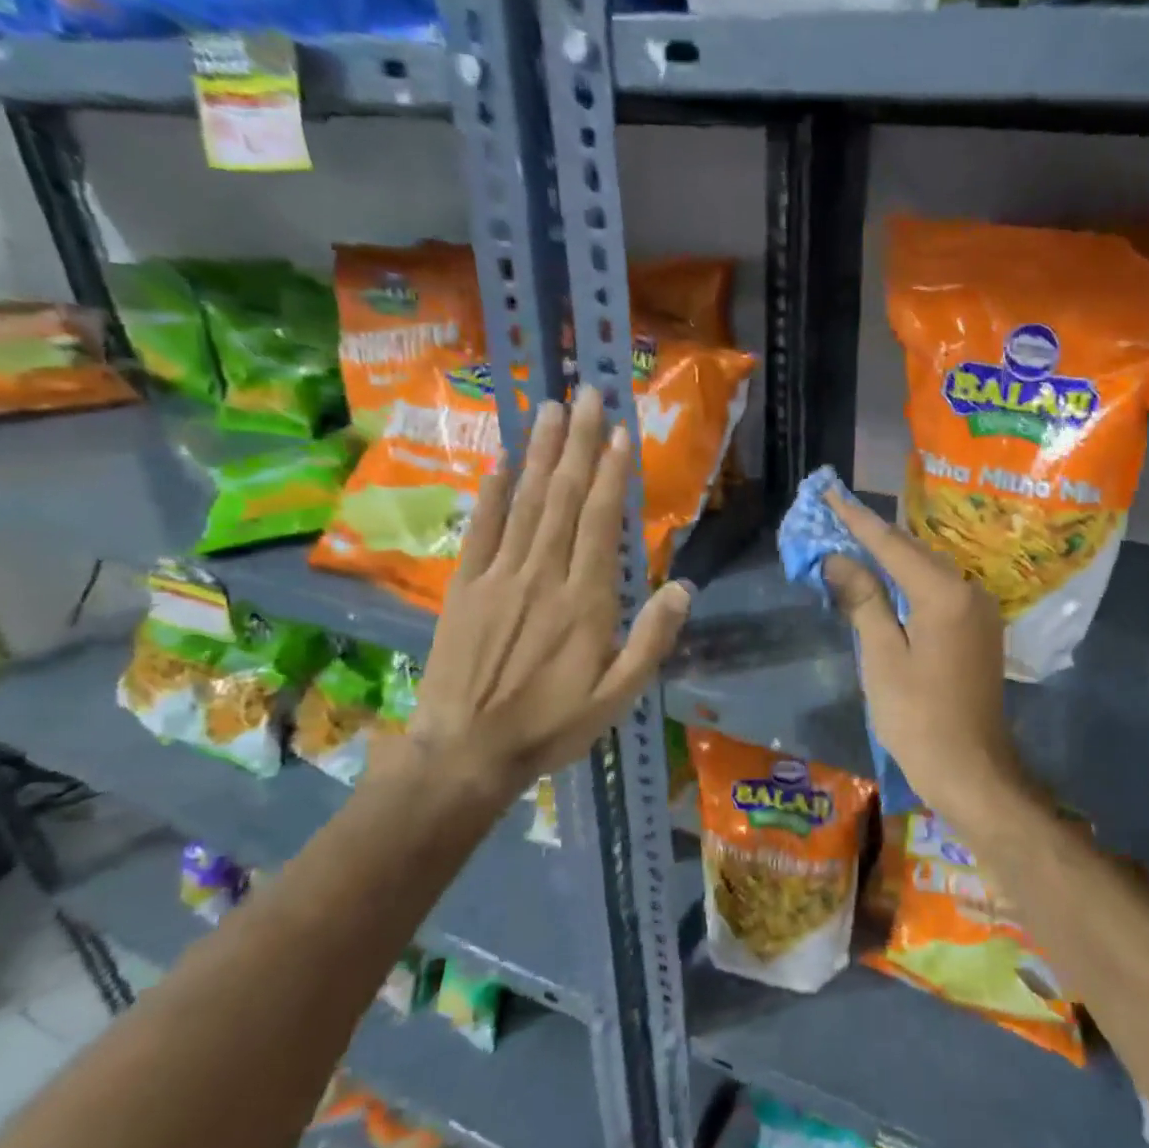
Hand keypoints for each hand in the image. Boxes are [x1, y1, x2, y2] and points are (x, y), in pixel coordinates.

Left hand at [389, 386, 691, 805]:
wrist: (464, 754)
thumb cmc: (551, 726)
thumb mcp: (618, 696)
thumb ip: (652, 640)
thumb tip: (685, 587)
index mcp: (585, 601)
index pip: (600, 523)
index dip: (610, 474)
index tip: (619, 431)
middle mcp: (542, 576)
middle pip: (562, 498)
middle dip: (577, 443)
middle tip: (585, 393)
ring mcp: (498, 578)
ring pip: (524, 504)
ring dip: (539, 454)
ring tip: (549, 409)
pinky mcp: (463, 588)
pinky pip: (481, 532)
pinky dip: (491, 495)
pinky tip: (500, 464)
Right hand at [822, 487, 1020, 810]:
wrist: (973, 771)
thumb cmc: (919, 718)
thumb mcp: (882, 657)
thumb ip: (863, 600)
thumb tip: (838, 558)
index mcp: (945, 593)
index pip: (892, 545)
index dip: (857, 520)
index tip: (830, 493)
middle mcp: (969, 590)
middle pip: (913, 552)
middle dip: (872, 536)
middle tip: (834, 518)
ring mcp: (979, 611)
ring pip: (927, 571)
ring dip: (890, 559)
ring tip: (852, 543)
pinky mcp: (979, 630)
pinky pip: (939, 591)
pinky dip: (909, 583)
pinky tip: (885, 582)